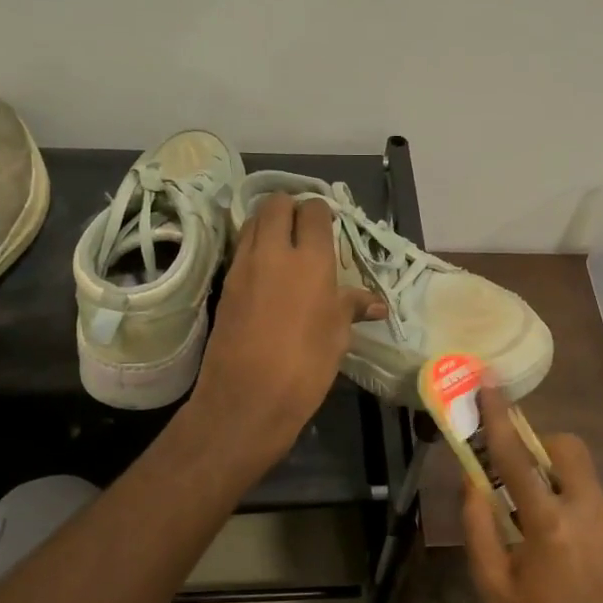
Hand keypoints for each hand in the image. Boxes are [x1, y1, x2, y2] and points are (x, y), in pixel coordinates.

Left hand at [188, 193, 384, 462]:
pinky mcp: (225, 285)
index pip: (313, 211)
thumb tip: (377, 303)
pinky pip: (240, 249)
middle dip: (290, 208)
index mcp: (310, 260)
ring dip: (267, 224)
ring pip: (252, 222)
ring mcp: (243, 266)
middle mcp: (273, 252)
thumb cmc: (305, 366)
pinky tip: (266, 273)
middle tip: (304, 230)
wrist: (247, 398)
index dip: (321, 213)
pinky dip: (253, 248)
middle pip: (275, 204)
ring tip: (283, 247)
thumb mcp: (337, 336)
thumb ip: (352, 307)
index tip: (328, 227)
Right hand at [461, 388, 602, 602]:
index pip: (518, 457)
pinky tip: (556, 544)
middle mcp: (590, 513)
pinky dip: (569, 502)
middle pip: (569, 449)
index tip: (489, 384)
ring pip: (583, 475)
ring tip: (529, 516)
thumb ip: (478, 526)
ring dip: (554, 477)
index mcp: (550, 524)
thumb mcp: (493, 585)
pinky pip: (593, 501)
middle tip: (514, 468)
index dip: (500, 417)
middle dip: (540, 444)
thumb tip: (471, 480)